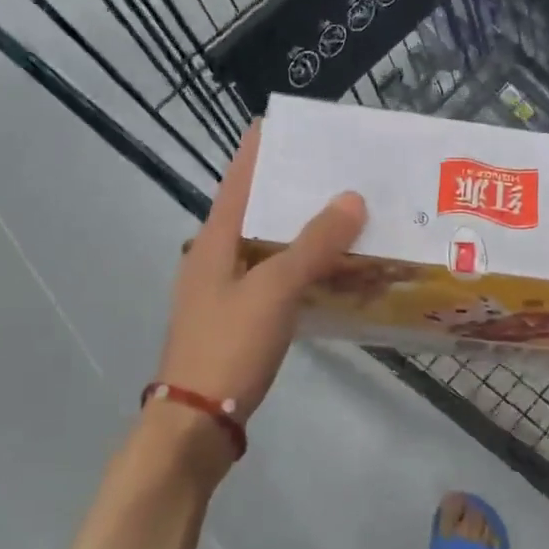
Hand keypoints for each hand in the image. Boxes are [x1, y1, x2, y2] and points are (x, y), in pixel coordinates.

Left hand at [154, 123, 366, 426]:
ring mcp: (226, 290)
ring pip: (271, 246)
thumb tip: (352, 198)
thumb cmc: (228, 346)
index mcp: (214, 240)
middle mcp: (216, 257)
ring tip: (345, 212)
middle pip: (257, 210)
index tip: (287, 123)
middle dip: (294, 189)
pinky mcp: (241, 318)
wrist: (196, 424)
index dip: (259, 150)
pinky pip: (277, 278)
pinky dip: (304, 268)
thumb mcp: (274, 290)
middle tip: (336, 169)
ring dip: (304, 230)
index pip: (238, 179)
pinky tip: (334, 269)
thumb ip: (314, 244)